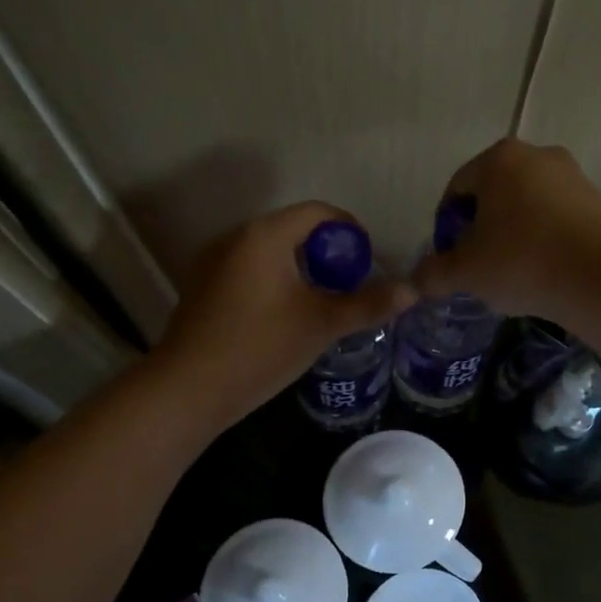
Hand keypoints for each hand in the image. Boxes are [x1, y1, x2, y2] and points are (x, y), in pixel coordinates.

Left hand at [151, 202, 416, 424]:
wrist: (188, 389)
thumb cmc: (260, 348)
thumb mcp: (321, 325)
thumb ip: (367, 304)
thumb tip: (412, 291)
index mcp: (264, 235)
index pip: (318, 212)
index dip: (350, 231)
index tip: (368, 262)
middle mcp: (235, 237)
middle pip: (293, 230)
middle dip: (327, 254)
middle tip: (350, 287)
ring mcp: (213, 262)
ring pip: (270, 252)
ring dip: (301, 269)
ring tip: (322, 304)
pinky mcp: (202, 287)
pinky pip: (249, 270)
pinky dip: (275, 282)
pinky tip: (284, 317)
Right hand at [414, 140, 600, 318]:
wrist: (599, 279)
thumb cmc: (521, 262)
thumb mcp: (465, 272)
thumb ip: (433, 273)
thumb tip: (416, 281)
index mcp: (498, 159)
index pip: (456, 189)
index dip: (446, 226)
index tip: (450, 258)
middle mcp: (537, 155)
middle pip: (494, 194)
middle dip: (481, 227)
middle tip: (478, 266)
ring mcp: (573, 176)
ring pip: (527, 205)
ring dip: (514, 233)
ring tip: (512, 272)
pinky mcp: (598, 201)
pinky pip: (557, 218)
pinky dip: (544, 238)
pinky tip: (544, 270)